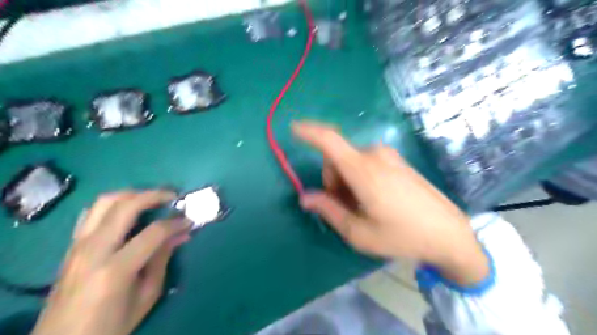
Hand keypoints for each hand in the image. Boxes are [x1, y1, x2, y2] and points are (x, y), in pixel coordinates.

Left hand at [31, 190, 192, 334]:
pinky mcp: (72, 246)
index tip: (189, 221)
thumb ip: (163, 260)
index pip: (154, 232)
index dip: (175, 223)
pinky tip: (127, 212)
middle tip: (173, 196)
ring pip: (105, 202)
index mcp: (115, 269)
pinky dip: (113, 205)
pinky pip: (92, 213)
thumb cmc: (111, 325)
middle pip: (126, 205)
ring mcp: (78, 245)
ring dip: (132, 194)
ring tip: (152, 199)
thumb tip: (181, 234)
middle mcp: (94, 250)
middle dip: (154, 195)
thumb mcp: (146, 295)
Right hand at [293, 122, 489, 285]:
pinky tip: (375, 199)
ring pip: (351, 162)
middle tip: (345, 208)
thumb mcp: (359, 232)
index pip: (330, 141)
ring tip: (363, 207)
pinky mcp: (397, 161)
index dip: (309, 132)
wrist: (449, 234)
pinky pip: (366, 163)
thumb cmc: (402, 236)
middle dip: (333, 181)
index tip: (293, 128)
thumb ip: (328, 210)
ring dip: (346, 182)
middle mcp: (375, 155)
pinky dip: (360, 178)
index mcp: (363, 170)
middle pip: (337, 159)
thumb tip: (305, 197)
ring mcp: (388, 156)